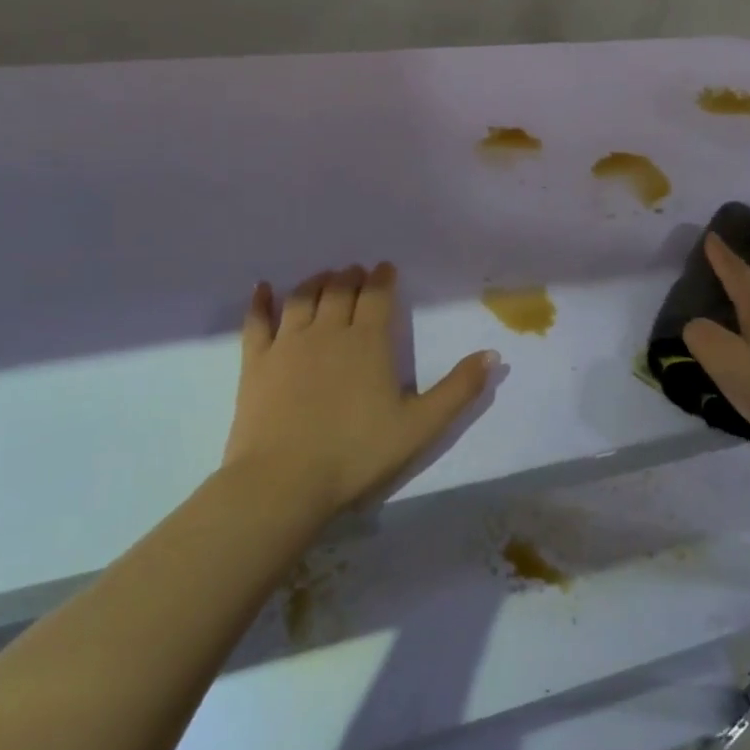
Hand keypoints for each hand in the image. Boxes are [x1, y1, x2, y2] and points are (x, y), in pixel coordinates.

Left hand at [226, 263, 495, 514]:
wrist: (284, 481)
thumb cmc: (357, 453)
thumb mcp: (420, 426)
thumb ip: (458, 388)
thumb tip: (493, 354)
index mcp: (369, 342)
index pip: (378, 296)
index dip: (383, 278)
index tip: (386, 268)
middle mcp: (328, 331)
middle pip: (340, 290)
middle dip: (351, 276)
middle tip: (357, 271)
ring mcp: (288, 343)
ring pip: (303, 298)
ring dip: (316, 281)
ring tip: (324, 276)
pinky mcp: (256, 362)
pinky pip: (257, 320)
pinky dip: (261, 300)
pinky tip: (263, 287)